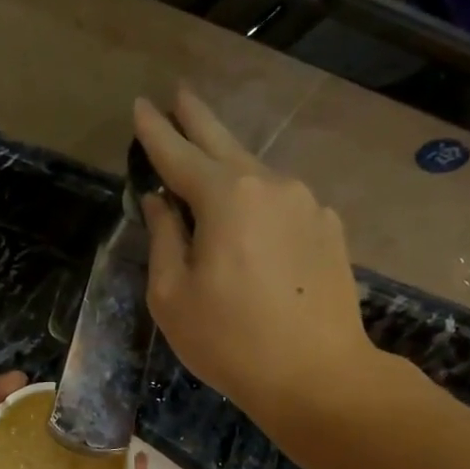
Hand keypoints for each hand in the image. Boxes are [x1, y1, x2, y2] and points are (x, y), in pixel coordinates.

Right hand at [136, 90, 377, 421]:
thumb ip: (164, 239)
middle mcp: (270, 185)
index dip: (154, 131)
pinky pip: (283, 204)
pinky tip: (253, 223)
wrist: (318, 375)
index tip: (140, 105)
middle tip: (178, 93)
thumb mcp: (172, 296)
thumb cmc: (230, 340)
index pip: (178, 154)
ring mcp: (307, 204)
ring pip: (257, 174)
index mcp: (225, 198)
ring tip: (210, 162)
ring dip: (229, 165)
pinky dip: (260, 202)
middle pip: (224, 141)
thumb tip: (160, 203)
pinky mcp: (329, 229)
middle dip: (197, 117)